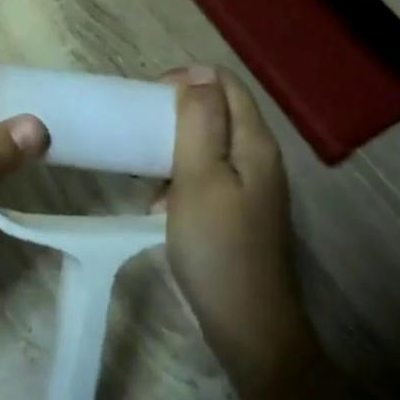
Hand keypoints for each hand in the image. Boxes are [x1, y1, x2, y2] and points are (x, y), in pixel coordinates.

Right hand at [163, 66, 311, 393]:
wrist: (248, 327)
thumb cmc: (217, 247)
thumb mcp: (199, 177)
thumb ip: (199, 121)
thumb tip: (198, 72)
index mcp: (254, 142)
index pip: (224, 83)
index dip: (186, 80)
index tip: (147, 101)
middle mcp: (259, 158)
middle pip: (218, 111)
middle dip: (176, 113)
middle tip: (139, 132)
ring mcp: (252, 187)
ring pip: (209, 145)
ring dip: (173, 148)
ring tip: (143, 168)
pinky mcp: (239, 212)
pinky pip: (207, 176)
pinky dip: (180, 179)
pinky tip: (158, 204)